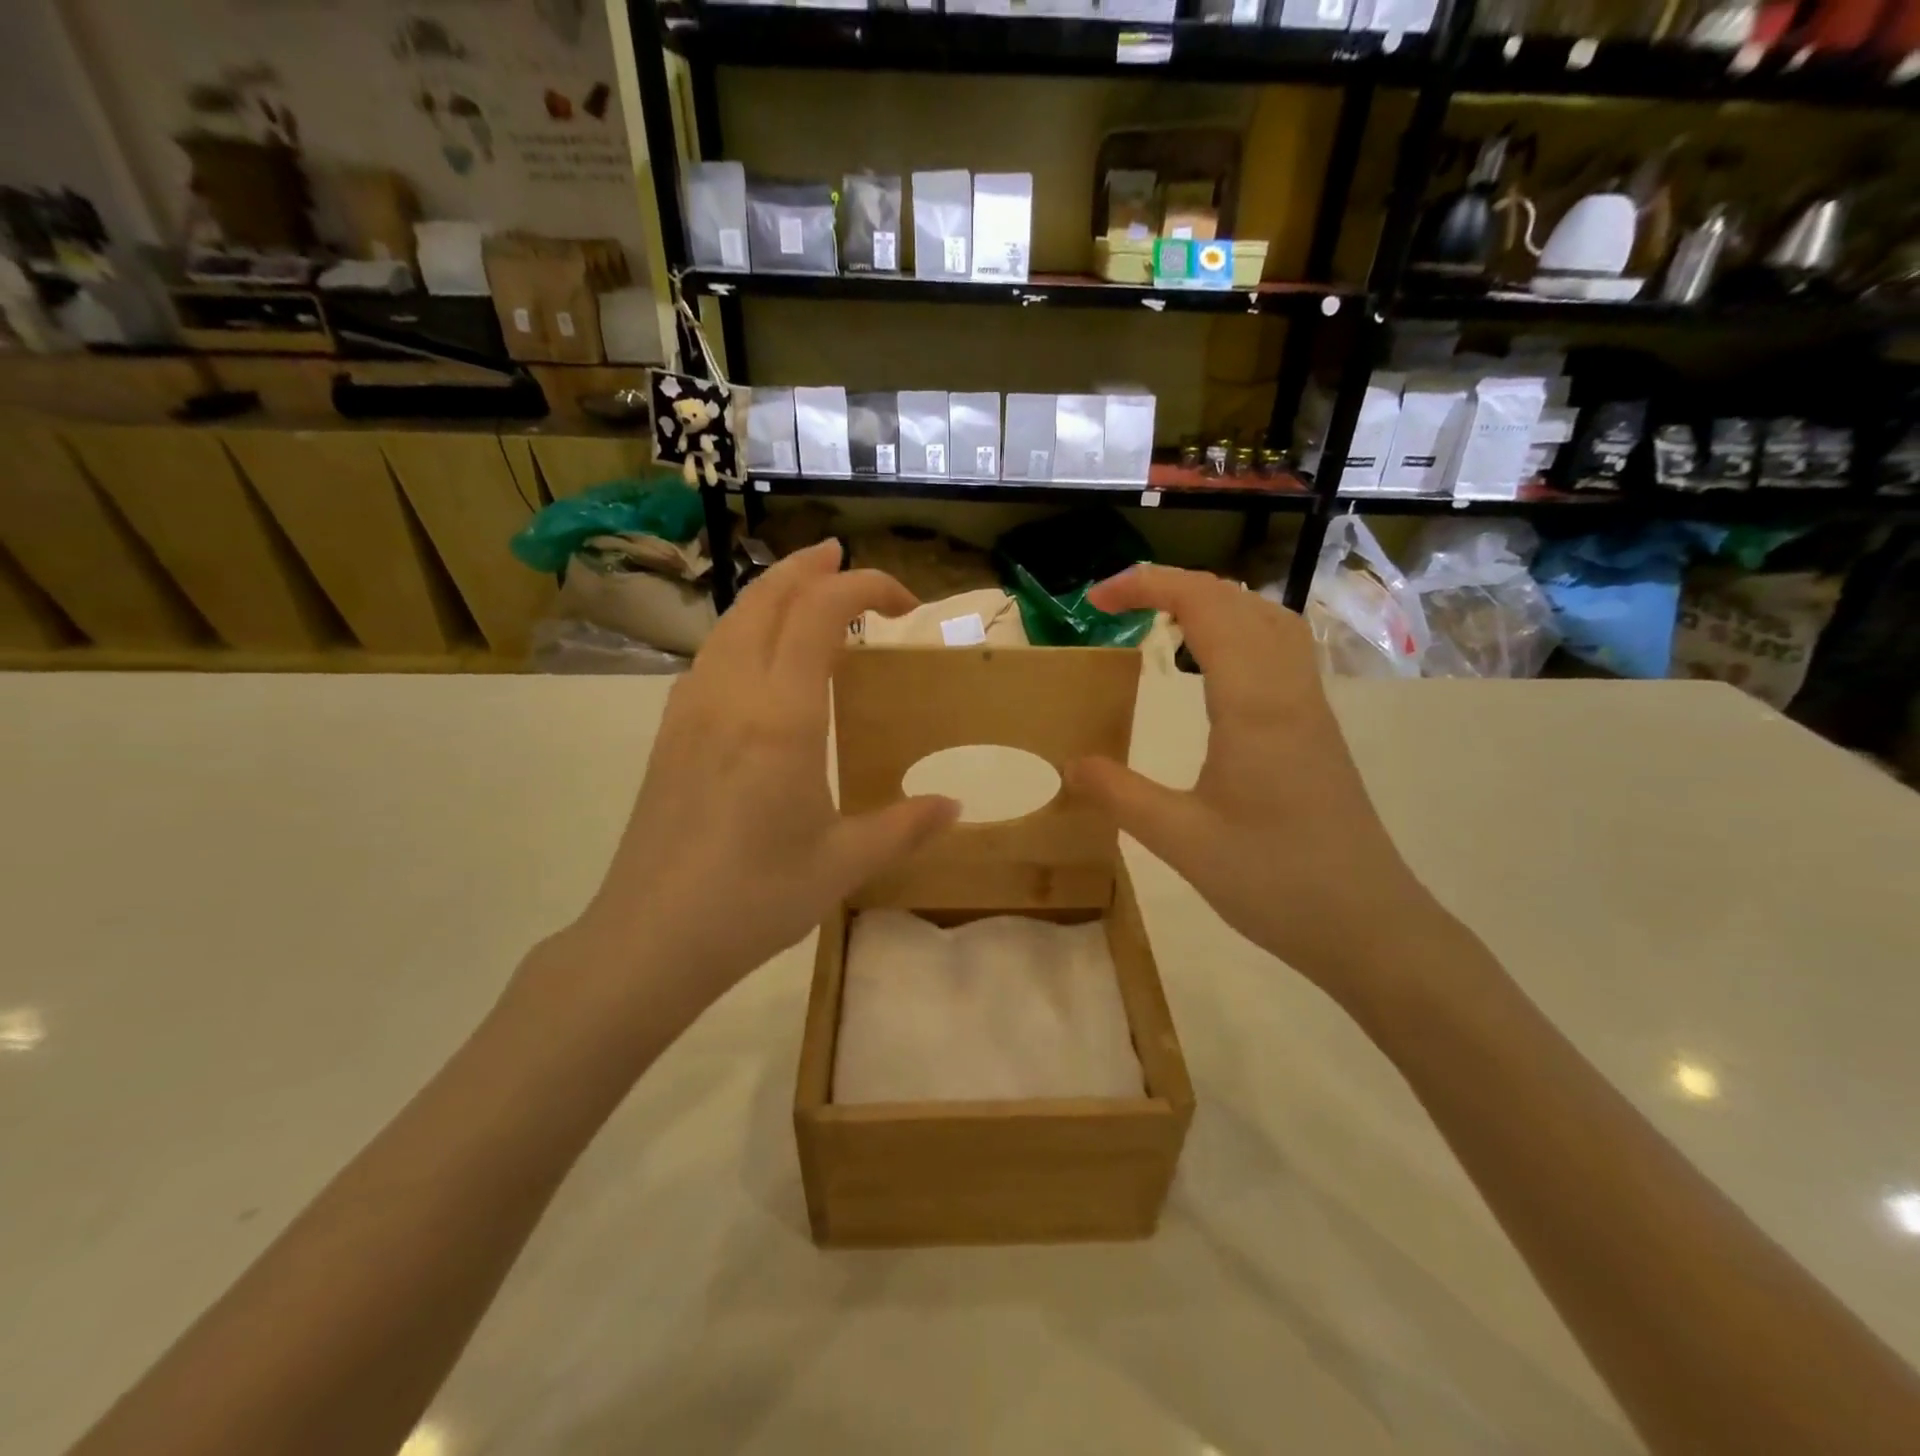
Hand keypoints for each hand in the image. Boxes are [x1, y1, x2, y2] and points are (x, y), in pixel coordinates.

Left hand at [544, 541, 958, 1032]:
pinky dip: (744, 632)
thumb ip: (903, 827)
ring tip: (804, 593)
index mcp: (781, 716)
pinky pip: (711, 656)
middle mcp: (732, 694)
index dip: (864, 586)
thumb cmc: (754, 898)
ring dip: (772, 595)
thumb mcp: (843, 865)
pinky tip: (758, 661)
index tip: (904, 605)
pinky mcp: (670, 733)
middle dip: (810, 569)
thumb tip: (954, 806)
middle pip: (767, 599)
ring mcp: (691, 710)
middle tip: (843, 559)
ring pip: (732, 623)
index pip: (820, 613)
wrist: (649, 938)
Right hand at [1065, 565, 1445, 1005]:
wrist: (1371, 927)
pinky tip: (1214, 669)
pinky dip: (1239, 631)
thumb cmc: (1276, 882)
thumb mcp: (1182, 842)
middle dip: (1173, 585)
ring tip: (1163, 621)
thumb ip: (1121, 796)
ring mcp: (1311, 708)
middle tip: (1118, 605)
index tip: (1097, 599)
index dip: (1148, 585)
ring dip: (1213, 603)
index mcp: (1254, 705)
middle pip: (1238, 600)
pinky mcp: (1317, 730)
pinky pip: (1281, 651)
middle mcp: (1288, 691)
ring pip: (1268, 620)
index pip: (1204, 606)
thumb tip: (1071, 764)